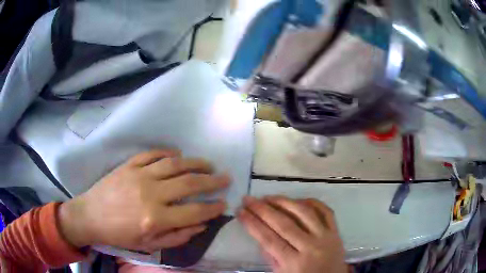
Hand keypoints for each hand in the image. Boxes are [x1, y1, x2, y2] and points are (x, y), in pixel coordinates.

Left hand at [58, 149, 229, 251]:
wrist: (90, 216)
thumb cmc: (120, 235)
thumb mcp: (149, 245)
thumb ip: (177, 237)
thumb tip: (201, 225)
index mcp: (155, 219)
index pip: (194, 212)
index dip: (213, 208)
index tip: (224, 204)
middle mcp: (150, 194)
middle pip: (189, 184)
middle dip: (212, 181)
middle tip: (225, 178)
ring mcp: (139, 175)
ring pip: (174, 164)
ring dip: (195, 163)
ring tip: (208, 164)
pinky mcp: (129, 165)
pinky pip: (152, 154)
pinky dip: (168, 153)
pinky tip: (178, 155)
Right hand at [238, 196, 347, 272]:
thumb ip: (270, 256)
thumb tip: (259, 232)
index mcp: (295, 263)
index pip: (269, 239)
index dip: (252, 224)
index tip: (240, 211)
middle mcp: (311, 247)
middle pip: (284, 224)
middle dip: (262, 210)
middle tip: (248, 199)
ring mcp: (326, 237)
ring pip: (304, 213)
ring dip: (284, 202)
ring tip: (268, 197)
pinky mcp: (336, 231)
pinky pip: (326, 211)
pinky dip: (312, 202)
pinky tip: (297, 199)